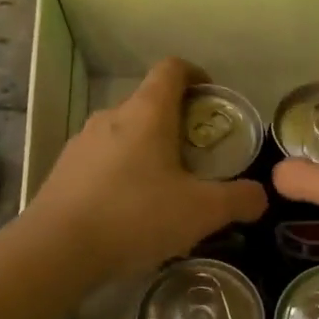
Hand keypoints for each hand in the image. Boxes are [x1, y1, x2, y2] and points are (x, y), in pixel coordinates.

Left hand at [23, 57, 267, 279]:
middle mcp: (112, 116)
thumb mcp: (201, 212)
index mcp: (147, 113)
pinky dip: (123, 173)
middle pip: (149, 104)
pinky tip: (130, 210)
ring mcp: (83, 142)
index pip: (172, 69)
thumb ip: (238, 200)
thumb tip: (260, 196)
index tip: (211, 97)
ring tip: (165, 189)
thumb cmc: (136, 217)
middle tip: (198, 158)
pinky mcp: (64, 169)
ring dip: (149, 150)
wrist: (58, 249)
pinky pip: (103, 160)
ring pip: (125, 134)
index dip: (196, 74)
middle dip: (177, 123)